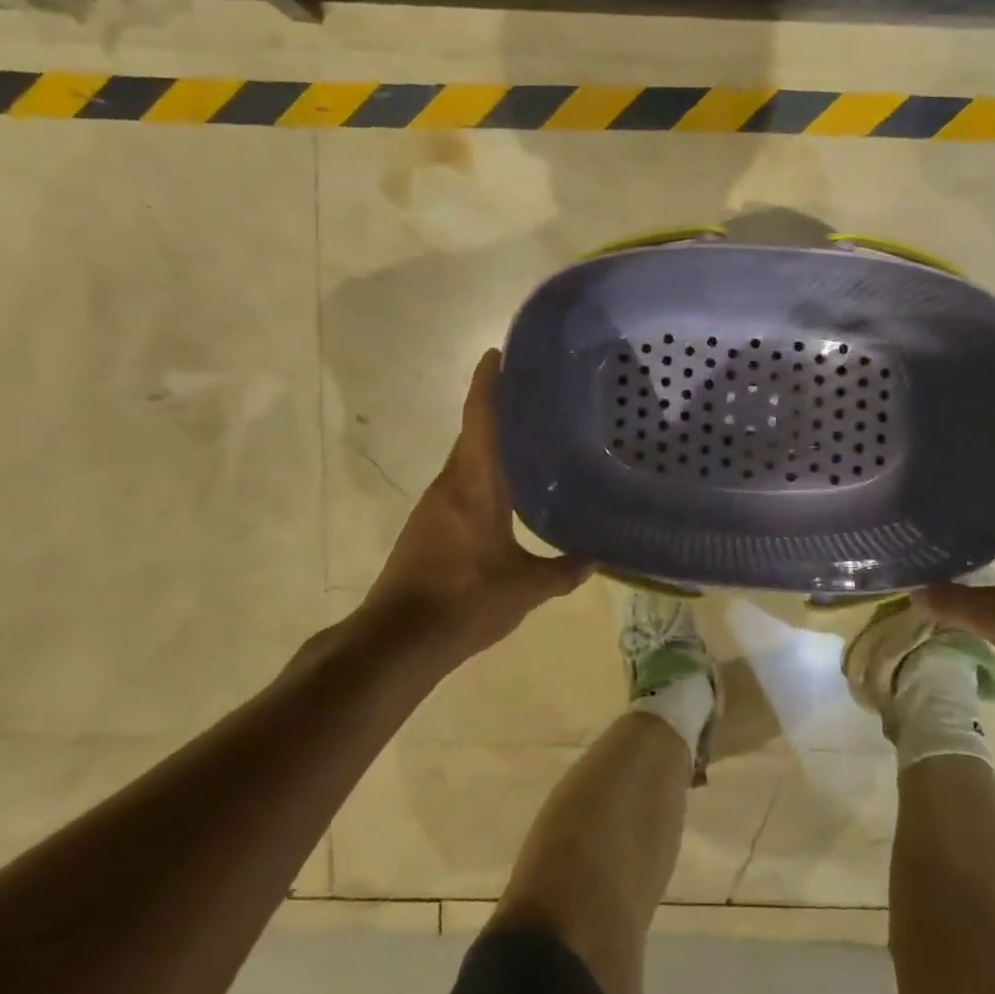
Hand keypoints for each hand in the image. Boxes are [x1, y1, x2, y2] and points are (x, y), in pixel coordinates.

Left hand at [362, 350, 590, 659]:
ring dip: (492, 445)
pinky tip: (509, 491)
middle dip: (499, 410)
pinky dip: (484, 475)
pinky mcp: (428, 528)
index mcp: (474, 483)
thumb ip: (563, 570)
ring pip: (468, 462)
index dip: (489, 382)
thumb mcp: (525, 587)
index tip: (499, 353)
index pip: (480, 418)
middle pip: (474, 434)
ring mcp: (435, 507)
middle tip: (538, 397)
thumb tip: (596, 558)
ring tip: (532, 439)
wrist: (398, 641)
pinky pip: (461, 486)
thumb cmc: (465, 601)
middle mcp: (450, 484)